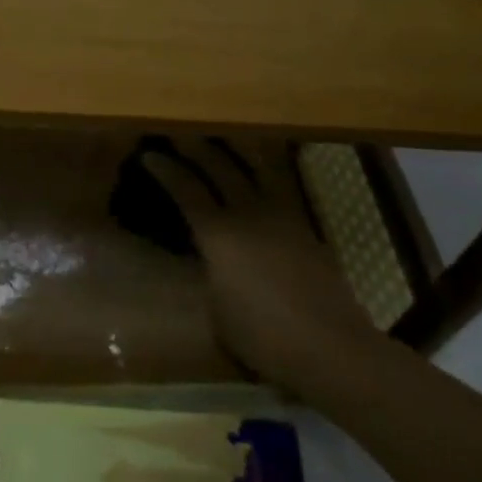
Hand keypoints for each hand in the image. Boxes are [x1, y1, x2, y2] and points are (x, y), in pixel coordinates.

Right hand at [141, 140, 385, 399]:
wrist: (332, 347)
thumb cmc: (264, 336)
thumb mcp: (217, 311)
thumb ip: (210, 275)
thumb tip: (211, 262)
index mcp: (219, 234)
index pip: (186, 189)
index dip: (165, 170)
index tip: (149, 154)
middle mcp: (248, 214)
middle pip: (219, 167)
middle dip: (195, 147)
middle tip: (178, 133)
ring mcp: (281, 217)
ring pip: (255, 168)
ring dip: (233, 149)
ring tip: (221, 137)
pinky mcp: (305, 228)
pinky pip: (276, 187)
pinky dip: (259, 172)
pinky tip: (256, 175)